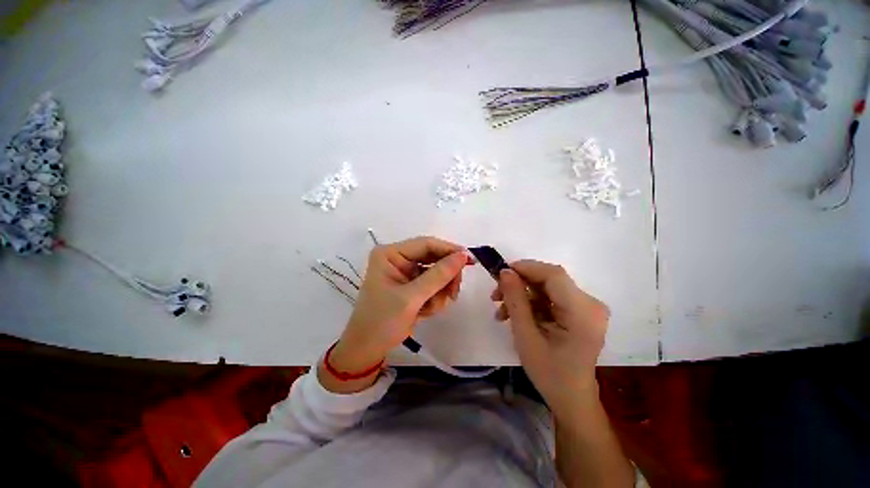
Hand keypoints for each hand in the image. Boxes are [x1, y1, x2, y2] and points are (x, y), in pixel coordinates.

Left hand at [330, 236, 472, 374]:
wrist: (368, 349)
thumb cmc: (382, 321)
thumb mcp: (411, 298)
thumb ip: (438, 276)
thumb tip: (463, 256)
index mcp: (390, 254)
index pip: (426, 244)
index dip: (449, 250)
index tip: (469, 261)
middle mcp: (399, 258)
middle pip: (434, 258)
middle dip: (445, 278)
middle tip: (453, 293)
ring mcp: (406, 272)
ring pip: (437, 273)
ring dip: (440, 292)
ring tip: (430, 309)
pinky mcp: (412, 285)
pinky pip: (433, 285)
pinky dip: (435, 298)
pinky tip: (425, 312)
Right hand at [492, 260, 608, 415]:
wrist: (571, 398)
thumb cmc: (549, 373)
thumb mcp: (526, 336)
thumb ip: (516, 300)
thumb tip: (505, 272)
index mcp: (583, 312)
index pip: (554, 275)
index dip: (526, 268)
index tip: (500, 273)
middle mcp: (590, 304)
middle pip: (550, 279)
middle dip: (520, 283)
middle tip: (496, 294)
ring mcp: (587, 307)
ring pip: (547, 287)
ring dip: (522, 294)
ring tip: (501, 309)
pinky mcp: (579, 311)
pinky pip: (550, 297)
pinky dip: (530, 302)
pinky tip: (514, 314)